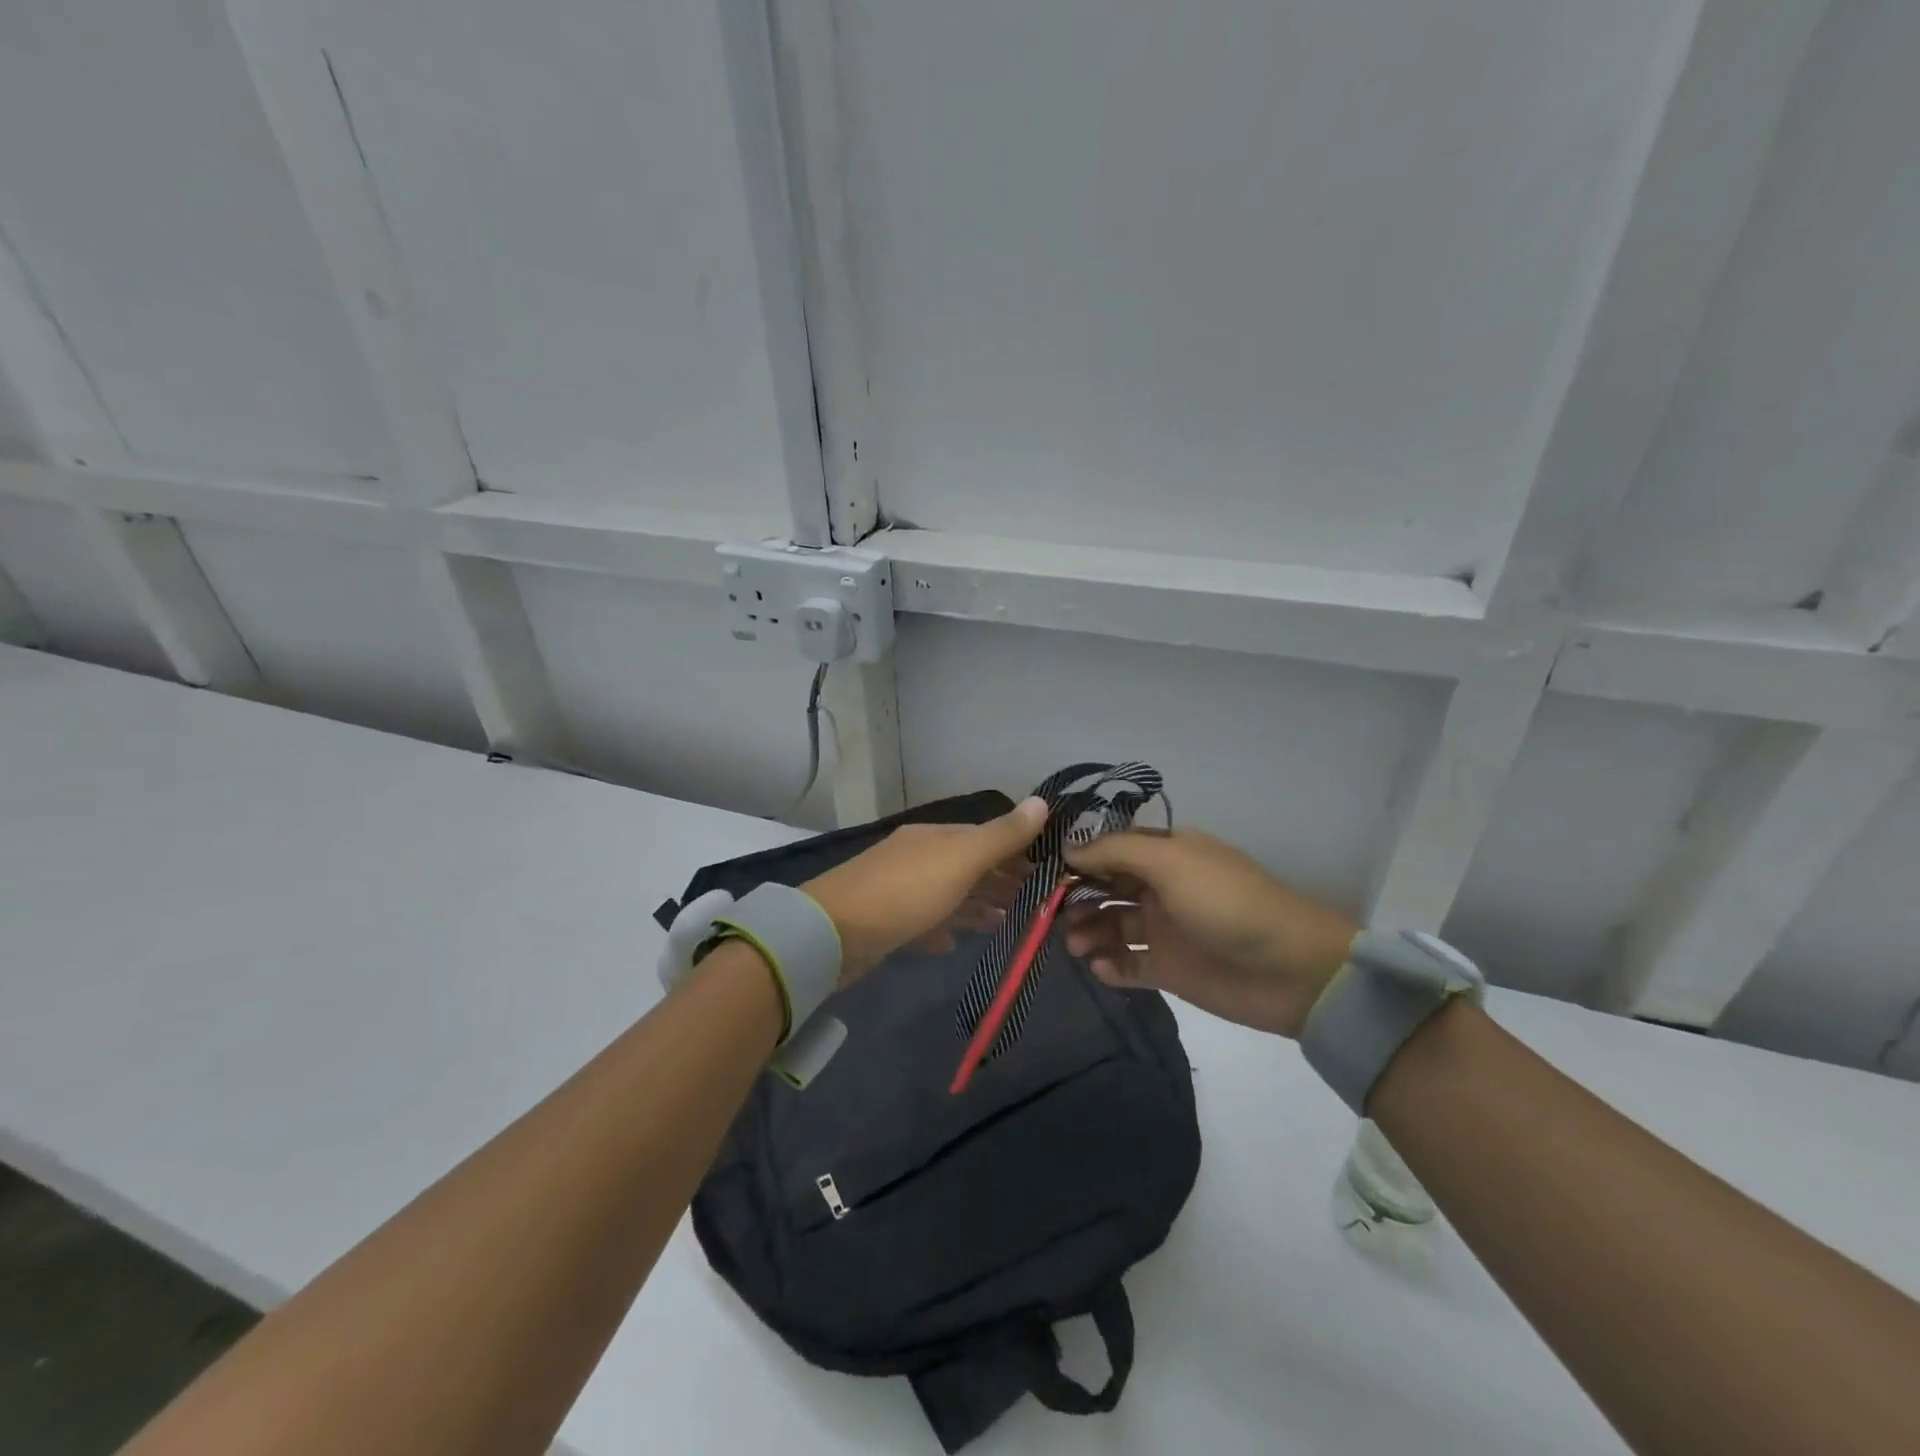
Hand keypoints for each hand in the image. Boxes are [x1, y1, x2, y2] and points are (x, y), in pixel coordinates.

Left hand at [803, 798, 1048, 979]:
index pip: (985, 838)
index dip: (1018, 853)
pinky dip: (943, 929)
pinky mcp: (884, 924)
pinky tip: (954, 944)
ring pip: (949, 895)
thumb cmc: (905, 892)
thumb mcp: (960, 860)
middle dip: (1001, 882)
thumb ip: (1002, 836)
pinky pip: (924, 923)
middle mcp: (917, 857)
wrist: (831, 934)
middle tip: (1036, 905)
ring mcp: (898, 890)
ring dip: (977, 907)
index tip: (1049, 875)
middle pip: (968, 867)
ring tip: (1005, 925)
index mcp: (935, 837)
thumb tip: (1043, 800)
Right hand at [1062, 829, 1358, 1038]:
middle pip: (1106, 887)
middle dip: (1078, 898)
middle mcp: (1161, 887)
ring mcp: (1164, 929)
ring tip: (1075, 946)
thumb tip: (1068, 848)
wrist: (1291, 970)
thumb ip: (1116, 851)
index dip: (1080, 859)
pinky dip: (1110, 966)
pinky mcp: (1169, 969)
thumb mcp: (1171, 861)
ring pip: (1112, 925)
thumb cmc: (1227, 903)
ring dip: (1089, 932)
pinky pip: (1129, 964)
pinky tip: (1101, 968)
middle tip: (1053, 915)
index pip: (1111, 849)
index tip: (1045, 872)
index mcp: (1166, 853)